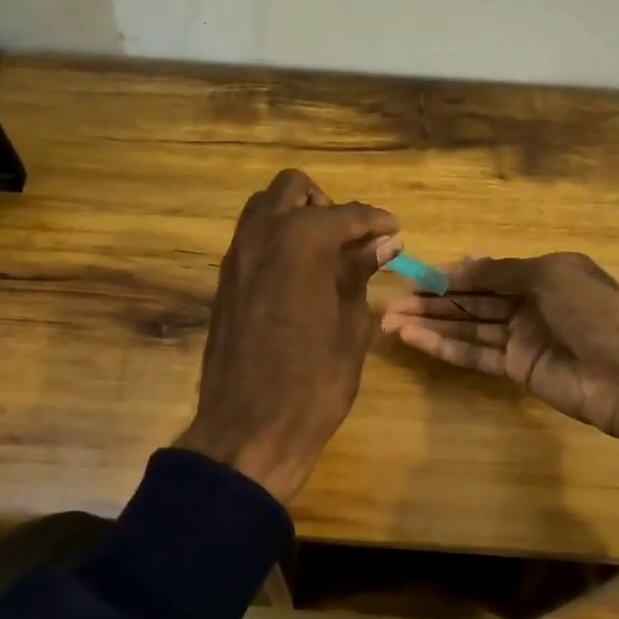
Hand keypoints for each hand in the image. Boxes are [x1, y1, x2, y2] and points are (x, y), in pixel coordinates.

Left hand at [177, 169, 400, 501]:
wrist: (248, 429)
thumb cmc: (314, 382)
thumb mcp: (351, 326)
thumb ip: (361, 274)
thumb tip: (384, 243)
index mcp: (301, 242)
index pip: (346, 214)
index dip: (376, 221)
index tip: (395, 231)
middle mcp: (262, 235)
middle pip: (293, 189)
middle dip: (327, 206)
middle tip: (352, 241)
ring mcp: (236, 257)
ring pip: (264, 208)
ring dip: (296, 217)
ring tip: (325, 255)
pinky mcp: (224, 281)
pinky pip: (251, 238)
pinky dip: (276, 240)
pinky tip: (299, 275)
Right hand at [380, 253, 618, 451]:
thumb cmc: (594, 312)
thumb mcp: (550, 276)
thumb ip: (500, 272)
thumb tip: (458, 266)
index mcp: (543, 273)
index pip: (488, 271)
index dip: (452, 274)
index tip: (416, 276)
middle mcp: (529, 303)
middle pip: (472, 300)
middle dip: (433, 300)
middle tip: (390, 301)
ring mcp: (522, 338)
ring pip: (468, 328)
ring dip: (430, 323)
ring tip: (389, 321)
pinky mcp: (516, 370)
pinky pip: (474, 354)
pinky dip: (444, 347)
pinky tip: (413, 339)